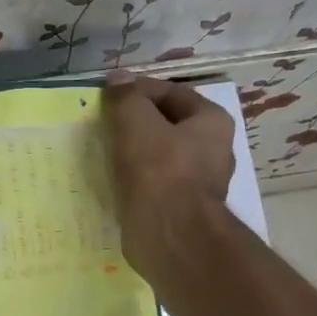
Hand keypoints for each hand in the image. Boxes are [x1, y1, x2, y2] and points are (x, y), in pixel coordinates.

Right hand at [101, 70, 235, 271]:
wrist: (171, 236)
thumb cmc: (159, 171)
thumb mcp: (136, 122)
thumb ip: (126, 97)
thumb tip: (118, 79)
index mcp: (212, 121)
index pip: (171, 92)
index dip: (137, 90)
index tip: (107, 97)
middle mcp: (213, 150)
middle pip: (167, 125)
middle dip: (135, 123)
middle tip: (103, 124)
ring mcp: (199, 183)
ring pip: (160, 156)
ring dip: (133, 153)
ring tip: (103, 152)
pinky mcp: (181, 210)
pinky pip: (154, 185)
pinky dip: (135, 180)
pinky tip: (113, 181)